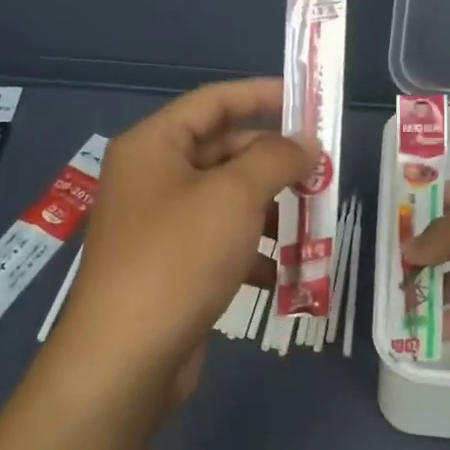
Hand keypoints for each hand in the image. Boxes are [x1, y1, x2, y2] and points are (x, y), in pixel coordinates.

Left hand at [59, 79, 311, 399]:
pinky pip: (220, 244)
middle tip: (322, 174)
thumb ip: (275, 159)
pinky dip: (254, 253)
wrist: (126, 355)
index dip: (261, 95)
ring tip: (315, 225)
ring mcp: (160, 226)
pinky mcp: (171, 268)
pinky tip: (288, 273)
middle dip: (274, 163)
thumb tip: (305, 144)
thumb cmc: (178, 258)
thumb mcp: (234, 196)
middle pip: (222, 152)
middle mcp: (152, 179)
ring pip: (226, 202)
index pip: (213, 102)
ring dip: (271, 211)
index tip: (309, 103)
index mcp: (154, 146)